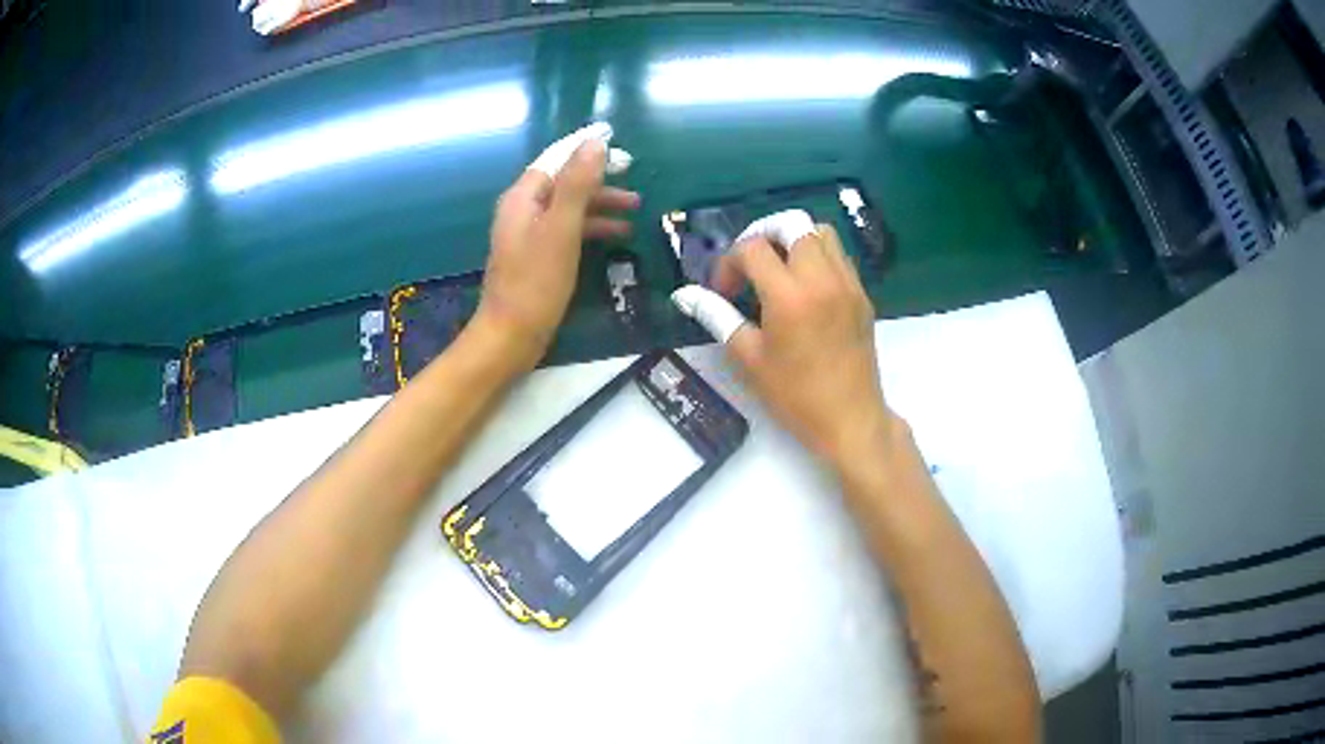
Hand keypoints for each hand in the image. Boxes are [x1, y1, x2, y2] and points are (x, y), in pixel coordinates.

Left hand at [476, 134, 639, 367]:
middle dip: (600, 179)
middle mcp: (523, 210)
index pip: (557, 158)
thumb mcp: (562, 228)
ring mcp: (529, 234)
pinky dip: (592, 228)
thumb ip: (578, 184)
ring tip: (636, 209)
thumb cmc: (536, 281)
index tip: (619, 146)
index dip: (586, 149)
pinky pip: (568, 230)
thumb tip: (595, 142)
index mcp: (523, 197)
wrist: (511, 336)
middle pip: (565, 182)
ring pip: (570, 207)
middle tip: (634, 179)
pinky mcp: (538, 257)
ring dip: (601, 205)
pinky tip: (617, 236)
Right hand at [676, 216, 894, 464]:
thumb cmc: (795, 396)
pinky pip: (838, 255)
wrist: (850, 419)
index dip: (729, 262)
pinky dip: (817, 255)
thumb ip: (717, 316)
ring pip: (820, 231)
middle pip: (792, 223)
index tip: (723, 291)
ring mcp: (847, 284)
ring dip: (793, 240)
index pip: (753, 248)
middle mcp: (822, 278)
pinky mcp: (862, 294)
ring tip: (777, 270)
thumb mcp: (749, 358)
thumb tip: (685, 294)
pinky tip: (804, 287)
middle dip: (762, 234)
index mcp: (790, 296)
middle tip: (749, 264)